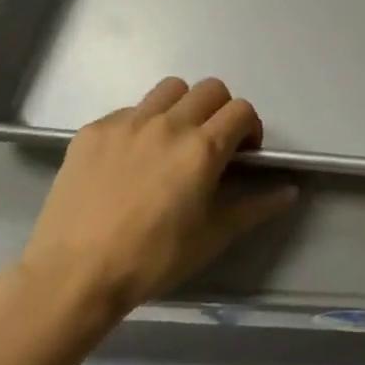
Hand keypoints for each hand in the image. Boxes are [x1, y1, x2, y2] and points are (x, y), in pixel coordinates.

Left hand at [17, 77, 295, 330]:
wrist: (73, 275)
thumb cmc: (153, 258)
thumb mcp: (213, 236)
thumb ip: (255, 207)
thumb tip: (290, 191)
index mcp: (203, 148)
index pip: (242, 110)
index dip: (250, 128)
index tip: (242, 154)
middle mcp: (169, 124)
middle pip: (210, 89)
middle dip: (220, 111)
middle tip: (211, 144)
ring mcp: (127, 123)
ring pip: (170, 89)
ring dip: (182, 107)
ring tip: (172, 140)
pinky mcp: (93, 131)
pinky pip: (129, 110)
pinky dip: (141, 124)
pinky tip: (130, 159)